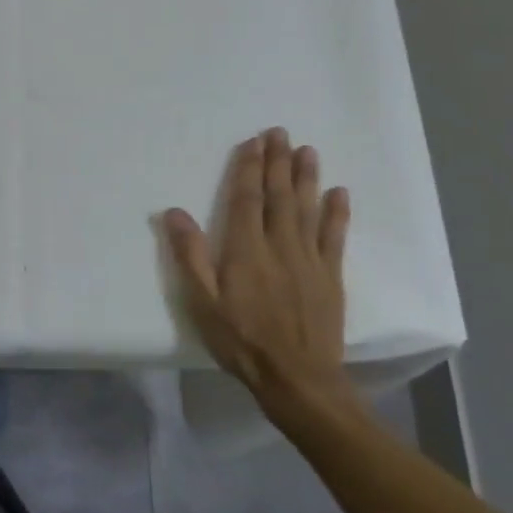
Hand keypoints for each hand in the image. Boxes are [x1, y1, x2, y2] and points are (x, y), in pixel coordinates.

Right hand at [164, 128, 354, 417]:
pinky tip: (339, 193)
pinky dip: (337, 214)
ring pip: (307, 209)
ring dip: (306, 177)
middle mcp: (280, 246)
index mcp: (245, 249)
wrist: (297, 379)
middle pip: (278, 196)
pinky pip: (334, 238)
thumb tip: (174, 212)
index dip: (248, 168)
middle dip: (278, 162)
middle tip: (280, 132)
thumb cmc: (241, 340)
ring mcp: (309, 260)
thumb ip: (189, 255)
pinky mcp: (330, 277)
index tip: (253, 142)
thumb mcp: (202, 301)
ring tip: (307, 150)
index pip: (246, 199)